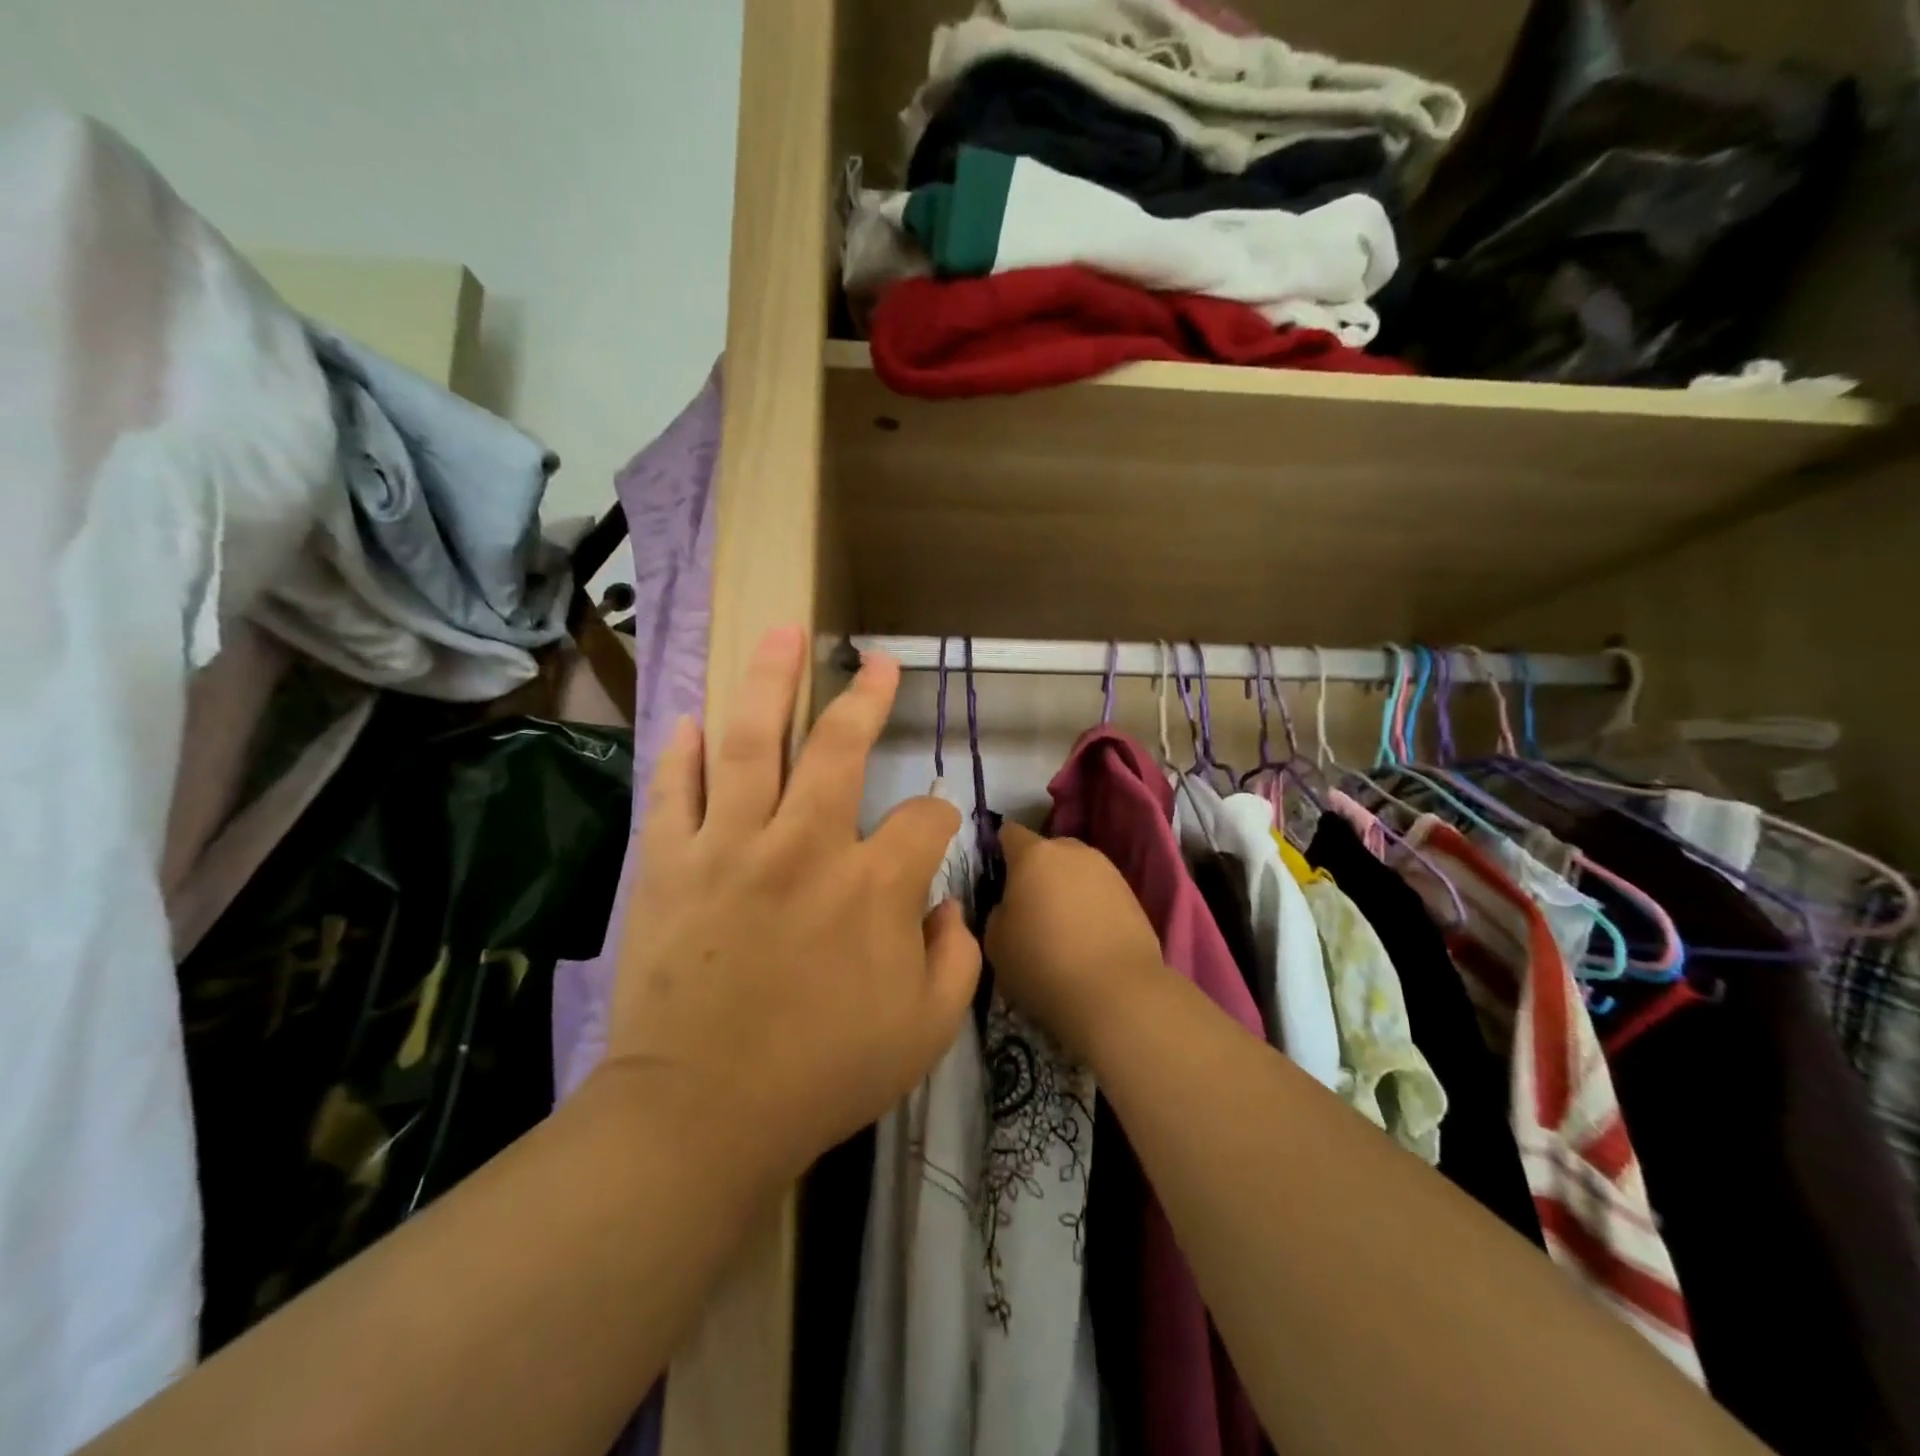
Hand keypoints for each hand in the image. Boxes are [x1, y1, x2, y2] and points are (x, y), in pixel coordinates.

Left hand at [600, 625, 981, 1188]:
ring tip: (779, 634)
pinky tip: (694, 720)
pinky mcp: (669, 865)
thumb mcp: (927, 1030)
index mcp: (874, 886)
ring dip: (768, 682)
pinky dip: (683, 752)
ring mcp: (730, 847)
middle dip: (863, 698)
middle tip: (875, 663)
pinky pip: (675, 790)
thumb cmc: (822, 1075)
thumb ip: (957, 958)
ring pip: (751, 742)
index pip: (926, 819)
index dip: (939, 818)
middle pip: (839, 747)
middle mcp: (806, 846)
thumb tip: (949, 905)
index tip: (932, 831)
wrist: (701, 1116)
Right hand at [985, 822, 1167, 1064]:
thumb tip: (1011, 905)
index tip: (997, 878)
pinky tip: (1088, 938)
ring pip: (1076, 870)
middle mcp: (1073, 851)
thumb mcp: (995, 942)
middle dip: (1036, 871)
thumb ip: (998, 911)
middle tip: (1029, 907)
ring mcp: (1108, 870)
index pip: (1009, 833)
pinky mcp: (1132, 895)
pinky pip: (1100, 892)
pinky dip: (1091, 906)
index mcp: (1034, 854)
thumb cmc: (1043, 963)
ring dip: (1066, 888)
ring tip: (1062, 927)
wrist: (1117, 993)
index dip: (999, 850)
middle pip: (1047, 850)